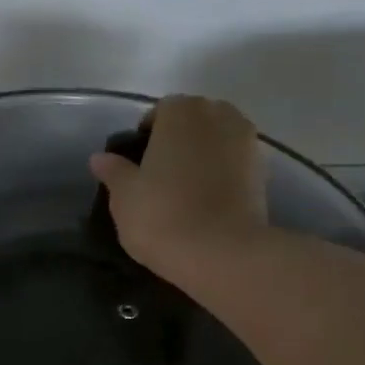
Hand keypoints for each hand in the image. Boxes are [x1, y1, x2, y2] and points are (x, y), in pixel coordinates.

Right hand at [88, 95, 268, 286]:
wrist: (221, 253)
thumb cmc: (162, 216)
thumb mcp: (124, 196)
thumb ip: (114, 171)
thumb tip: (100, 157)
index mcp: (180, 113)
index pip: (161, 111)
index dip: (147, 134)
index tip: (138, 162)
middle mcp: (218, 116)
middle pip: (194, 119)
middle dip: (179, 138)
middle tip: (160, 173)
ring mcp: (246, 141)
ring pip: (218, 138)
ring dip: (204, 153)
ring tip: (186, 186)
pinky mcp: (264, 170)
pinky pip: (235, 161)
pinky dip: (223, 172)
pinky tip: (208, 199)